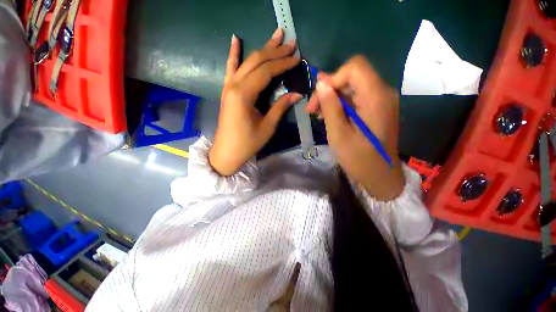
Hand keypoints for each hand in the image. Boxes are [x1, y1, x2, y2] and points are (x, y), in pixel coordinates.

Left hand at [209, 29, 300, 175]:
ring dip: (262, 49)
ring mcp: (228, 86)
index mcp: (243, 95)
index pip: (266, 72)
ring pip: (246, 61)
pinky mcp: (227, 90)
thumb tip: (297, 94)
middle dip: (275, 51)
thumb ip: (280, 107)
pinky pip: (230, 68)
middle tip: (290, 41)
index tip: (297, 57)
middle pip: (256, 61)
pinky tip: (235, 40)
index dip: (282, 63)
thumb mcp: (267, 126)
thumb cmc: (247, 143)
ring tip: (275, 35)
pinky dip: (233, 53)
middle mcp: (234, 85)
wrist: (227, 151)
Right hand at [306, 55, 404, 200]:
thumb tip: (321, 83)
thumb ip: (330, 107)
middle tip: (312, 109)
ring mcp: (381, 101)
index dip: (333, 78)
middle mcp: (382, 93)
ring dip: (332, 98)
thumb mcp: (339, 134)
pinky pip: (356, 98)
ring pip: (352, 87)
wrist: (380, 176)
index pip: (355, 67)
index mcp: (376, 97)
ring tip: (318, 115)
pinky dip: (340, 105)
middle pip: (352, 76)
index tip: (319, 98)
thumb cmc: (359, 159)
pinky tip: (330, 117)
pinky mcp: (377, 109)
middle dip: (329, 90)